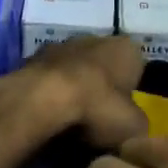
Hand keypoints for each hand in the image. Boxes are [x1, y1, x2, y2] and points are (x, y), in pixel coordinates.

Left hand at [0, 34, 148, 167]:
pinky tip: (46, 123)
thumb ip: (138, 125)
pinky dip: (47, 100)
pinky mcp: (29, 61)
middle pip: (102, 70)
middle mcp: (94, 38)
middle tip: (97, 125)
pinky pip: (46, 84)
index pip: (137, 69)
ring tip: (69, 128)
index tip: (123, 118)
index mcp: (126, 48)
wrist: (39, 102)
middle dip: (100, 93)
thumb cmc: (98, 109)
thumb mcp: (135, 129)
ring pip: (72, 75)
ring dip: (72, 95)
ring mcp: (58, 47)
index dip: (131, 95)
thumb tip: (131, 129)